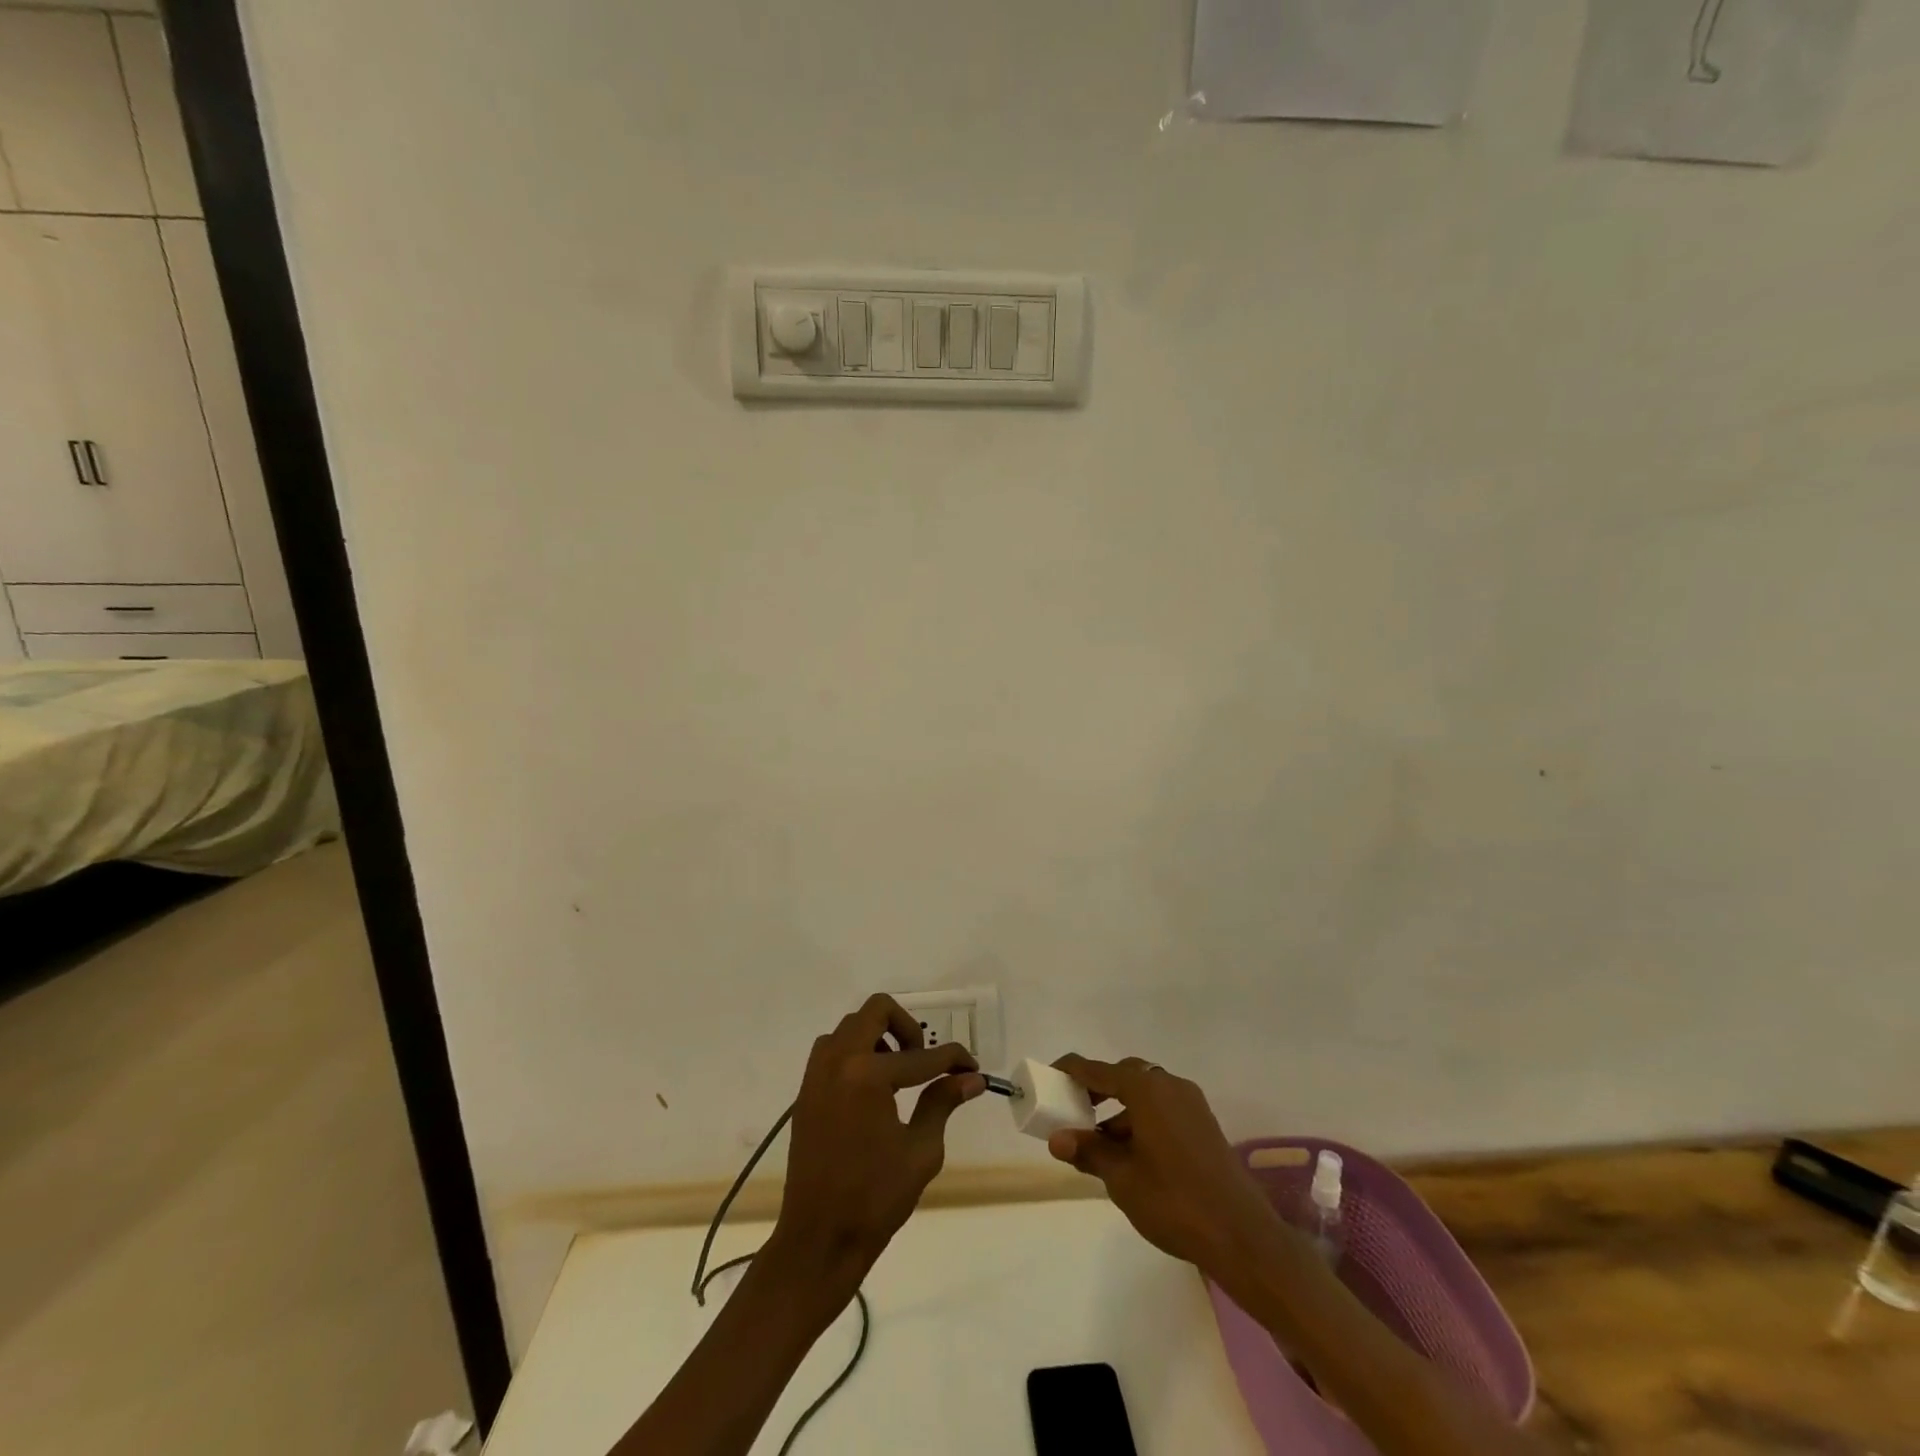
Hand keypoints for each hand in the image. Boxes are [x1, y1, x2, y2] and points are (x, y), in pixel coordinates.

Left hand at [769, 994, 985, 1287]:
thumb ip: (942, 1103)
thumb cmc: (875, 1199)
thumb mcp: (920, 1151)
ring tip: (898, 1074)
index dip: (953, 1059)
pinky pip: (832, 1050)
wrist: (818, 1240)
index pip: (921, 1056)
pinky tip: (874, 1089)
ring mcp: (816, 1074)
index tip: (972, 1068)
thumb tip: (971, 1077)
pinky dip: (856, 1053)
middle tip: (924, 1059)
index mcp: (867, 1075)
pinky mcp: (806, 1092)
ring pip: (851, 1027)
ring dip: (878, 1037)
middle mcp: (838, 1062)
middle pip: (876, 1011)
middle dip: (908, 1027)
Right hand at [1046, 1055, 1280, 1277]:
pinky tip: (1131, 1154)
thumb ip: (1089, 1152)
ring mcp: (1191, 1104)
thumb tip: (1057, 1139)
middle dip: (1097, 1089)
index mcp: (1146, 1090)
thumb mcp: (1122, 1179)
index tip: (1048, 1075)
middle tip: (1073, 1110)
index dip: (1070, 1070)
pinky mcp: (1204, 1124)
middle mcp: (1169, 1086)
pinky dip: (1141, 1120)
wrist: (1242, 1236)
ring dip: (1119, 1110)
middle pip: (1124, 1075)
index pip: (1097, 1069)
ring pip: (1145, 1094)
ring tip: (1099, 1143)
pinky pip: (1162, 1108)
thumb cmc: (1174, 1202)